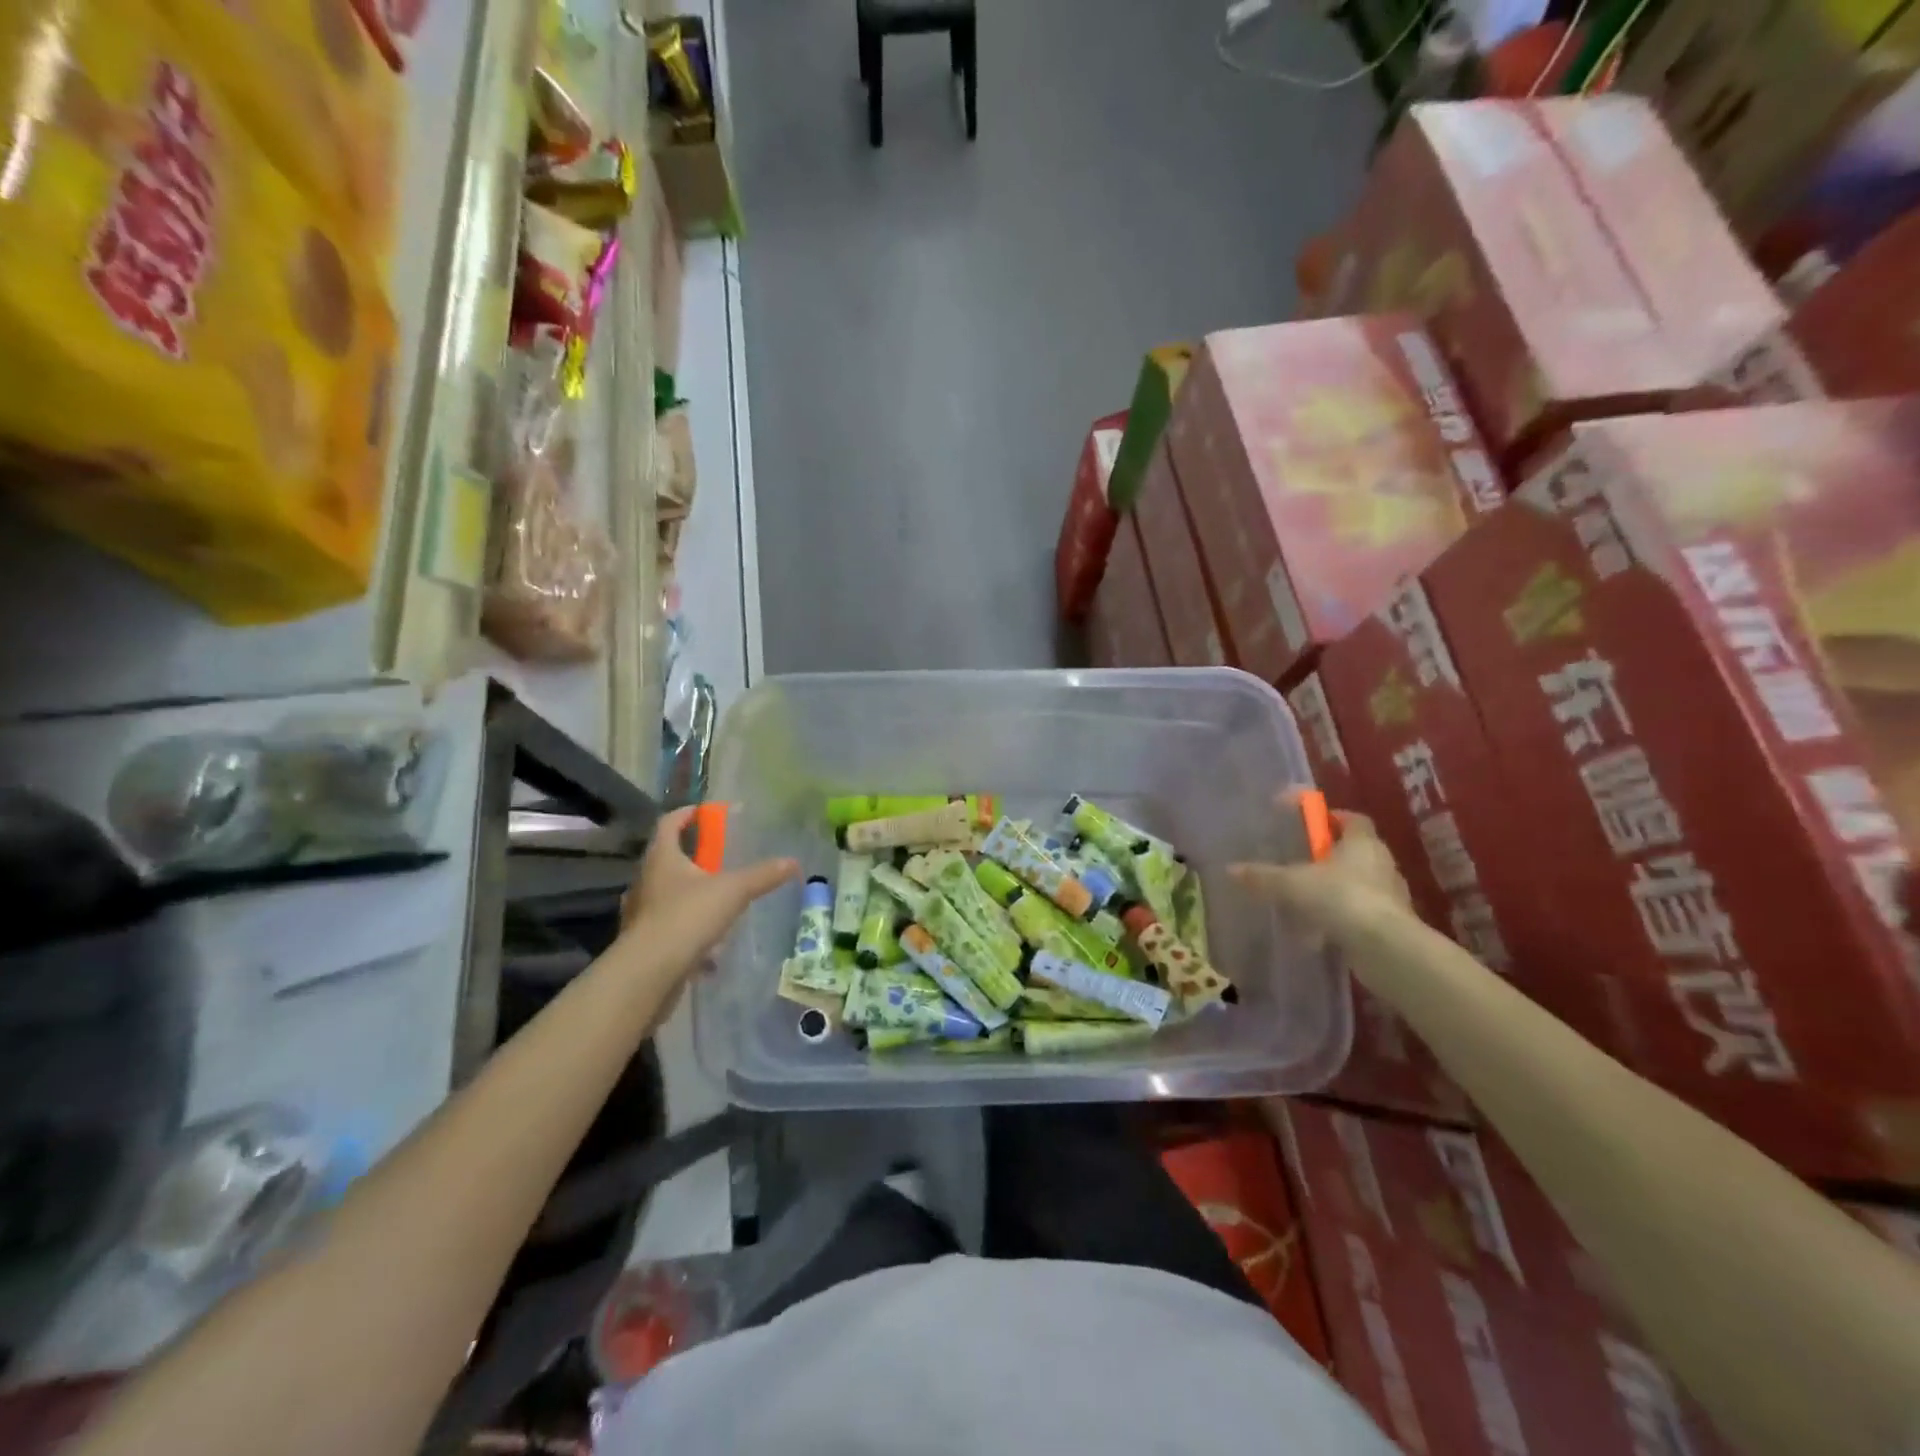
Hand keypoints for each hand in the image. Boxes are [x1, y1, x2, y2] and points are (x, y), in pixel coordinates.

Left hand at [618, 806, 798, 972]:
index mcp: (662, 858)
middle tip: (717, 857)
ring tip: (716, 900)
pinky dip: (688, 927)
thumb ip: (762, 875)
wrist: (649, 972)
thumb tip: (793, 862)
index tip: (703, 811)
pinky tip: (709, 943)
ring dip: (689, 893)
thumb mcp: (733, 891)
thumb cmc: (687, 917)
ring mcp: (642, 912)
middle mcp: (646, 880)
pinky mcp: (644, 941)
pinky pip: (669, 925)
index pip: (669, 823)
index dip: (686, 814)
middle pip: (666, 858)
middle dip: (691, 855)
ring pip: (667, 893)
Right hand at [1228, 791, 1414, 944]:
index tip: (1307, 821)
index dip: (1330, 817)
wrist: (1385, 948)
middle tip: (1299, 860)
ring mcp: (1389, 895)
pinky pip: (1359, 912)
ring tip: (1304, 898)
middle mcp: (1381, 863)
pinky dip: (1339, 916)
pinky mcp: (1390, 923)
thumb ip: (1263, 877)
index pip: (1352, 819)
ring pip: (1358, 883)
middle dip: (1328, 855)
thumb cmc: (1341, 898)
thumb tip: (1231, 870)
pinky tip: (1317, 929)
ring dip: (1333, 887)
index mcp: (1362, 842)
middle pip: (1355, 850)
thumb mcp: (1292, 885)